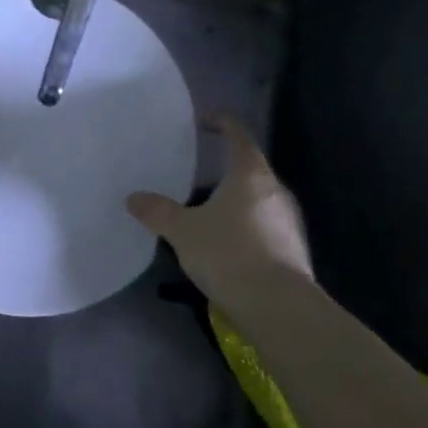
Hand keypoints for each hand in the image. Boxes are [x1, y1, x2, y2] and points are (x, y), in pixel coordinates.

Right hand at [126, 115, 311, 302]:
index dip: (222, 122)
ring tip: (206, 214)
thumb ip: (158, 212)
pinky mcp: (293, 249)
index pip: (239, 134)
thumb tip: (134, 198)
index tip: (204, 122)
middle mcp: (276, 190)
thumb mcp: (183, 231)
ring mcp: (289, 220)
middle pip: (250, 168)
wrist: (278, 306)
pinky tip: (225, 246)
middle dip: (224, 170)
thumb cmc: (229, 254)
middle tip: (196, 176)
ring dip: (234, 202)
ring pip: (257, 200)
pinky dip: (244, 227)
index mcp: (251, 174)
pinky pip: (264, 226)